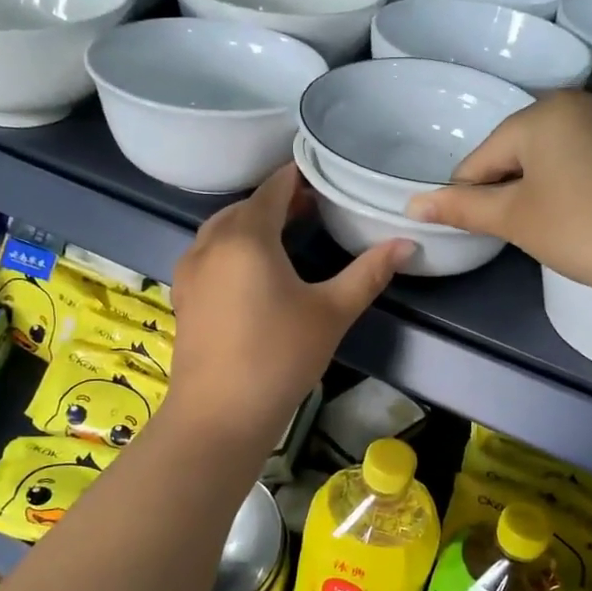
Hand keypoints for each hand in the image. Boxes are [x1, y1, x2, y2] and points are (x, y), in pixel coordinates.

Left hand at [167, 163, 411, 442]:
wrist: (219, 415)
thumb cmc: (280, 357)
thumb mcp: (331, 313)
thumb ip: (368, 273)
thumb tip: (407, 243)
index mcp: (246, 237)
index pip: (272, 190)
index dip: (297, 178)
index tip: (323, 175)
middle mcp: (210, 243)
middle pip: (245, 207)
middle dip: (277, 202)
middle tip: (313, 207)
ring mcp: (191, 271)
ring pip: (222, 230)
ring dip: (252, 224)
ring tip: (285, 235)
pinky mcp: (184, 296)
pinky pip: (209, 254)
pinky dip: (232, 247)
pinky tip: (253, 271)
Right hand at [405, 63, 591, 300]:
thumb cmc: (583, 230)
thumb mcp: (516, 221)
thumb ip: (464, 208)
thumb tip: (412, 204)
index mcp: (542, 117)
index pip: (486, 156)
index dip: (472, 191)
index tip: (476, 223)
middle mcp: (588, 102)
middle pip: (534, 142)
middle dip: (520, 176)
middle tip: (525, 222)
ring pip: (587, 135)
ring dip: (571, 157)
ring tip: (571, 199)